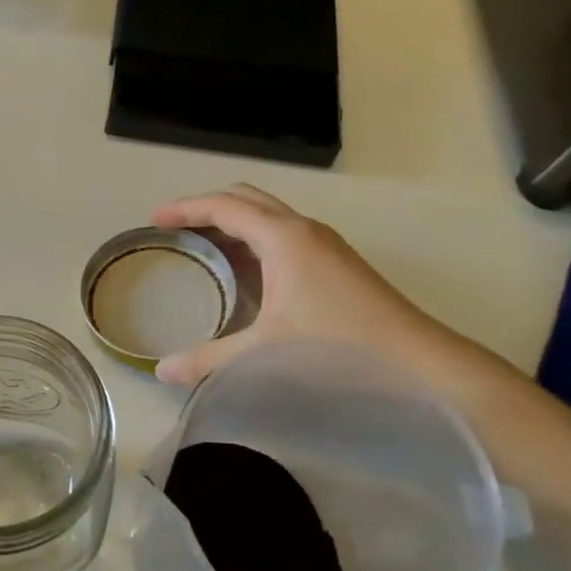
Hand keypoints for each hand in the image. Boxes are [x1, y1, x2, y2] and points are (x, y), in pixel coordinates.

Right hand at [150, 184, 488, 391]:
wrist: (417, 359)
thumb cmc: (337, 346)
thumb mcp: (264, 352)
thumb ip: (208, 360)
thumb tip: (160, 371)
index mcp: (283, 238)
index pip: (224, 206)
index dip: (184, 209)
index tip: (153, 221)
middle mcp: (302, 229)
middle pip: (245, 199)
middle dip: (206, 208)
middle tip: (174, 230)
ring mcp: (322, 243)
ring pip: (266, 215)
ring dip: (231, 223)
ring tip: (201, 249)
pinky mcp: (334, 260)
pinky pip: (281, 234)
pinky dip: (252, 240)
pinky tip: (242, 273)